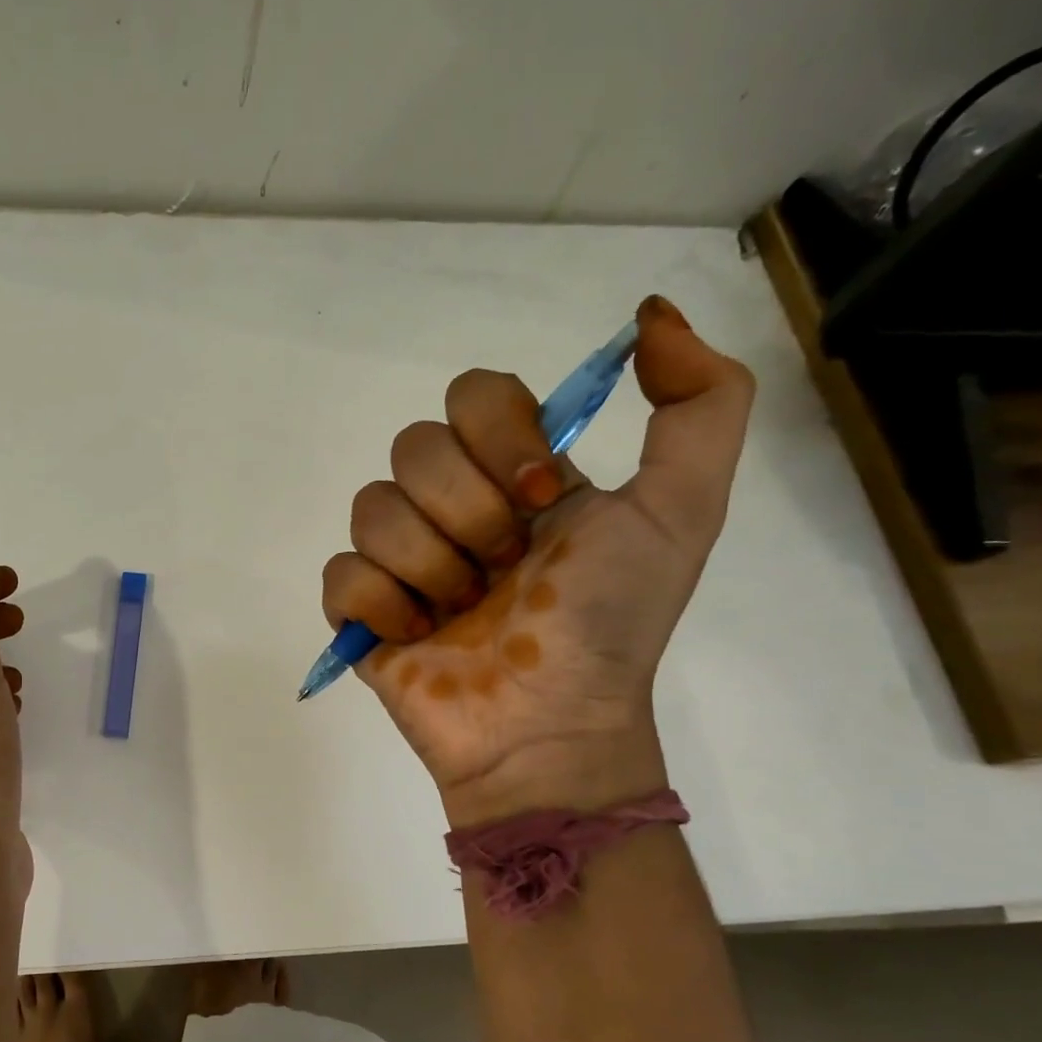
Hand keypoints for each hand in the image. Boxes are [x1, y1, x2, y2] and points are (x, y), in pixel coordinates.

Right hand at [321, 296, 754, 824]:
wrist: (549, 729)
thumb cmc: (608, 625)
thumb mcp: (681, 512)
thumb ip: (701, 405)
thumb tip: (651, 313)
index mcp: (514, 474)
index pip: (473, 394)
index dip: (498, 436)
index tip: (540, 497)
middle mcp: (452, 505)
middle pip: (413, 447)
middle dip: (467, 513)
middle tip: (505, 570)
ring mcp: (401, 559)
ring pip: (371, 508)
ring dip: (430, 565)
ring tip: (461, 614)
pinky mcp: (360, 611)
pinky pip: (340, 573)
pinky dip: (381, 604)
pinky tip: (417, 635)